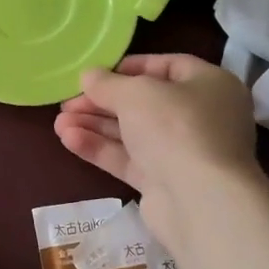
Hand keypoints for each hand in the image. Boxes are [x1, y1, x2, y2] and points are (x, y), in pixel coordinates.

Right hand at [53, 53, 261, 242]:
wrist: (200, 201)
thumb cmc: (176, 127)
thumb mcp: (136, 93)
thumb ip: (107, 83)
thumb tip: (88, 76)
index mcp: (210, 85)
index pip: (167, 66)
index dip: (129, 67)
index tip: (96, 73)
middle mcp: (201, 117)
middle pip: (144, 103)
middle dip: (102, 102)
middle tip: (68, 102)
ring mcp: (183, 152)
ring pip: (133, 133)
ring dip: (95, 125)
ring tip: (59, 123)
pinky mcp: (165, 183)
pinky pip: (129, 159)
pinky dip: (100, 148)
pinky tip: (68, 140)